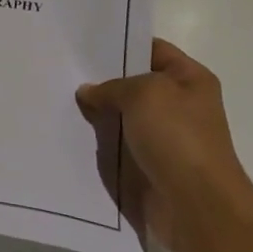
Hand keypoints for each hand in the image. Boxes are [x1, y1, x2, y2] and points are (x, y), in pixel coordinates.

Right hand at [76, 39, 252, 251]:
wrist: (195, 206)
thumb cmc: (177, 138)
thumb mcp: (143, 94)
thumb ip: (111, 87)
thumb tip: (88, 92)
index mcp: (190, 79)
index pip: (152, 49)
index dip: (121, 45)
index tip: (83, 45)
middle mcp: (179, 105)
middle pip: (133, 84)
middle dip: (101, 81)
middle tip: (62, 72)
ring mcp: (164, 137)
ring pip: (121, 117)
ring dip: (96, 114)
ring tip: (56, 100)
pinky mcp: (148, 165)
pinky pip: (117, 146)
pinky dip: (98, 142)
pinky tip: (69, 134)